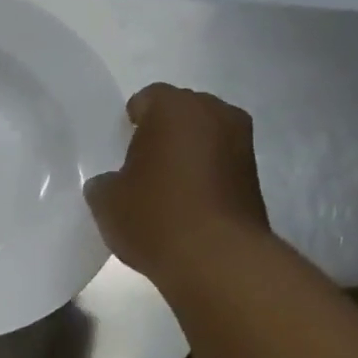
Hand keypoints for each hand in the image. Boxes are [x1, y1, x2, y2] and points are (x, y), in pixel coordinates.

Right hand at [83, 83, 267, 282]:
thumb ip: (103, 183)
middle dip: (161, 134)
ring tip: (164, 188)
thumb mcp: (107, 202)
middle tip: (140, 166)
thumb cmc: (155, 217)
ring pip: (204, 137)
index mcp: (175, 108)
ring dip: (186, 155)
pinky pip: (219, 163)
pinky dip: (203, 176)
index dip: (130, 122)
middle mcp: (215, 113)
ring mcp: (242, 142)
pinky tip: (185, 205)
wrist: (216, 258)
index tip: (119, 147)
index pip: (147, 99)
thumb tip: (109, 182)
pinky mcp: (253, 175)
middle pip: (181, 113)